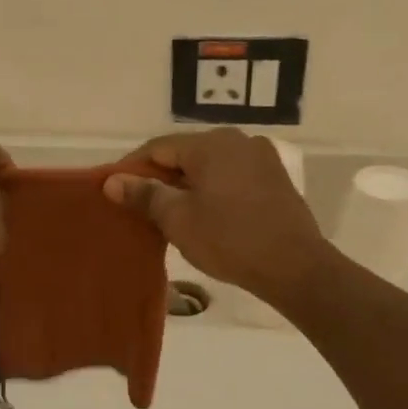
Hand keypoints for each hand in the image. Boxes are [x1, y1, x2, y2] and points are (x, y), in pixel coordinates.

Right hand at [104, 129, 330, 305]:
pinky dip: (211, 190)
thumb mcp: (178, 219)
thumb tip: (112, 182)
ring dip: (186, 185)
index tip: (115, 191)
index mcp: (212, 144)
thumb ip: (144, 194)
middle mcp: (238, 141)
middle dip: (160, 177)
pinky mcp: (274, 179)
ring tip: (169, 214)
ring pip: (209, 166)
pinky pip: (231, 176)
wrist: (295, 267)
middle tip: (140, 206)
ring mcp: (261, 158)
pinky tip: (204, 215)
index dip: (132, 168)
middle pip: (185, 154)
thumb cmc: (230, 239)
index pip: (158, 147)